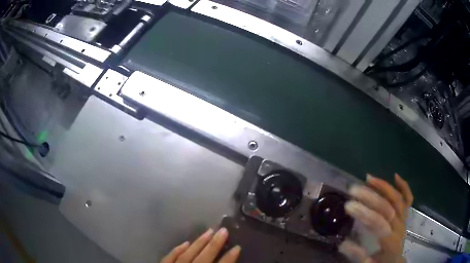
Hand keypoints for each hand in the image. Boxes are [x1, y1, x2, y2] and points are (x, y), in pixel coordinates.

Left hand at [161, 228, 240, 262]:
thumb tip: (228, 258)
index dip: (229, 257)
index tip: (238, 247)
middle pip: (204, 258)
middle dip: (214, 244)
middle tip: (224, 230)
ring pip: (187, 255)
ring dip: (198, 243)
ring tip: (209, 231)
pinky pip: (169, 257)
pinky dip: (177, 250)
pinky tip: (184, 243)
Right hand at [339, 174, 413, 262]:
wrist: (395, 262)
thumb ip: (358, 255)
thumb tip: (343, 242)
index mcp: (390, 241)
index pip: (378, 223)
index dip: (364, 213)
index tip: (348, 205)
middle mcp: (399, 227)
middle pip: (387, 207)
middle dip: (370, 197)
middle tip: (354, 189)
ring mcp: (404, 219)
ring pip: (397, 199)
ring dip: (384, 187)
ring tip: (368, 178)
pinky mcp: (405, 216)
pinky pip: (408, 199)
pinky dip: (404, 186)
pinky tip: (395, 176)